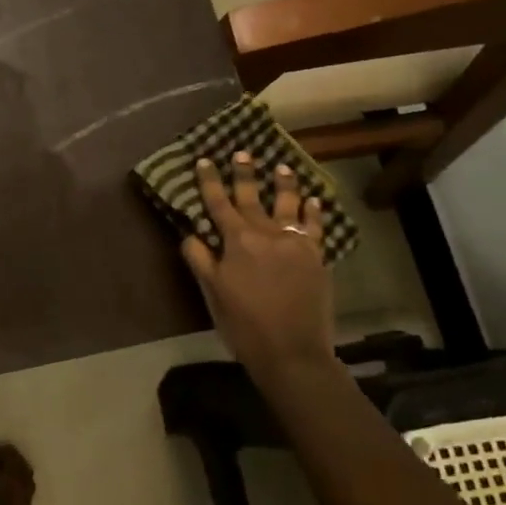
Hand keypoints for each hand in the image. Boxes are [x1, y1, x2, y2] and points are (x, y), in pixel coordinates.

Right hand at [181, 152, 337, 390]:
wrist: (292, 351)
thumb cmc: (244, 323)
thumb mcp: (212, 292)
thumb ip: (200, 259)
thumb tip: (189, 233)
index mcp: (237, 241)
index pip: (218, 203)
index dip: (210, 181)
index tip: (205, 160)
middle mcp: (266, 233)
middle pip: (252, 197)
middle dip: (245, 173)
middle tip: (243, 153)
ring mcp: (295, 243)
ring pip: (288, 204)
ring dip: (284, 184)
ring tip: (282, 167)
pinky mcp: (316, 257)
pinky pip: (315, 226)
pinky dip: (314, 211)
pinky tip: (313, 200)